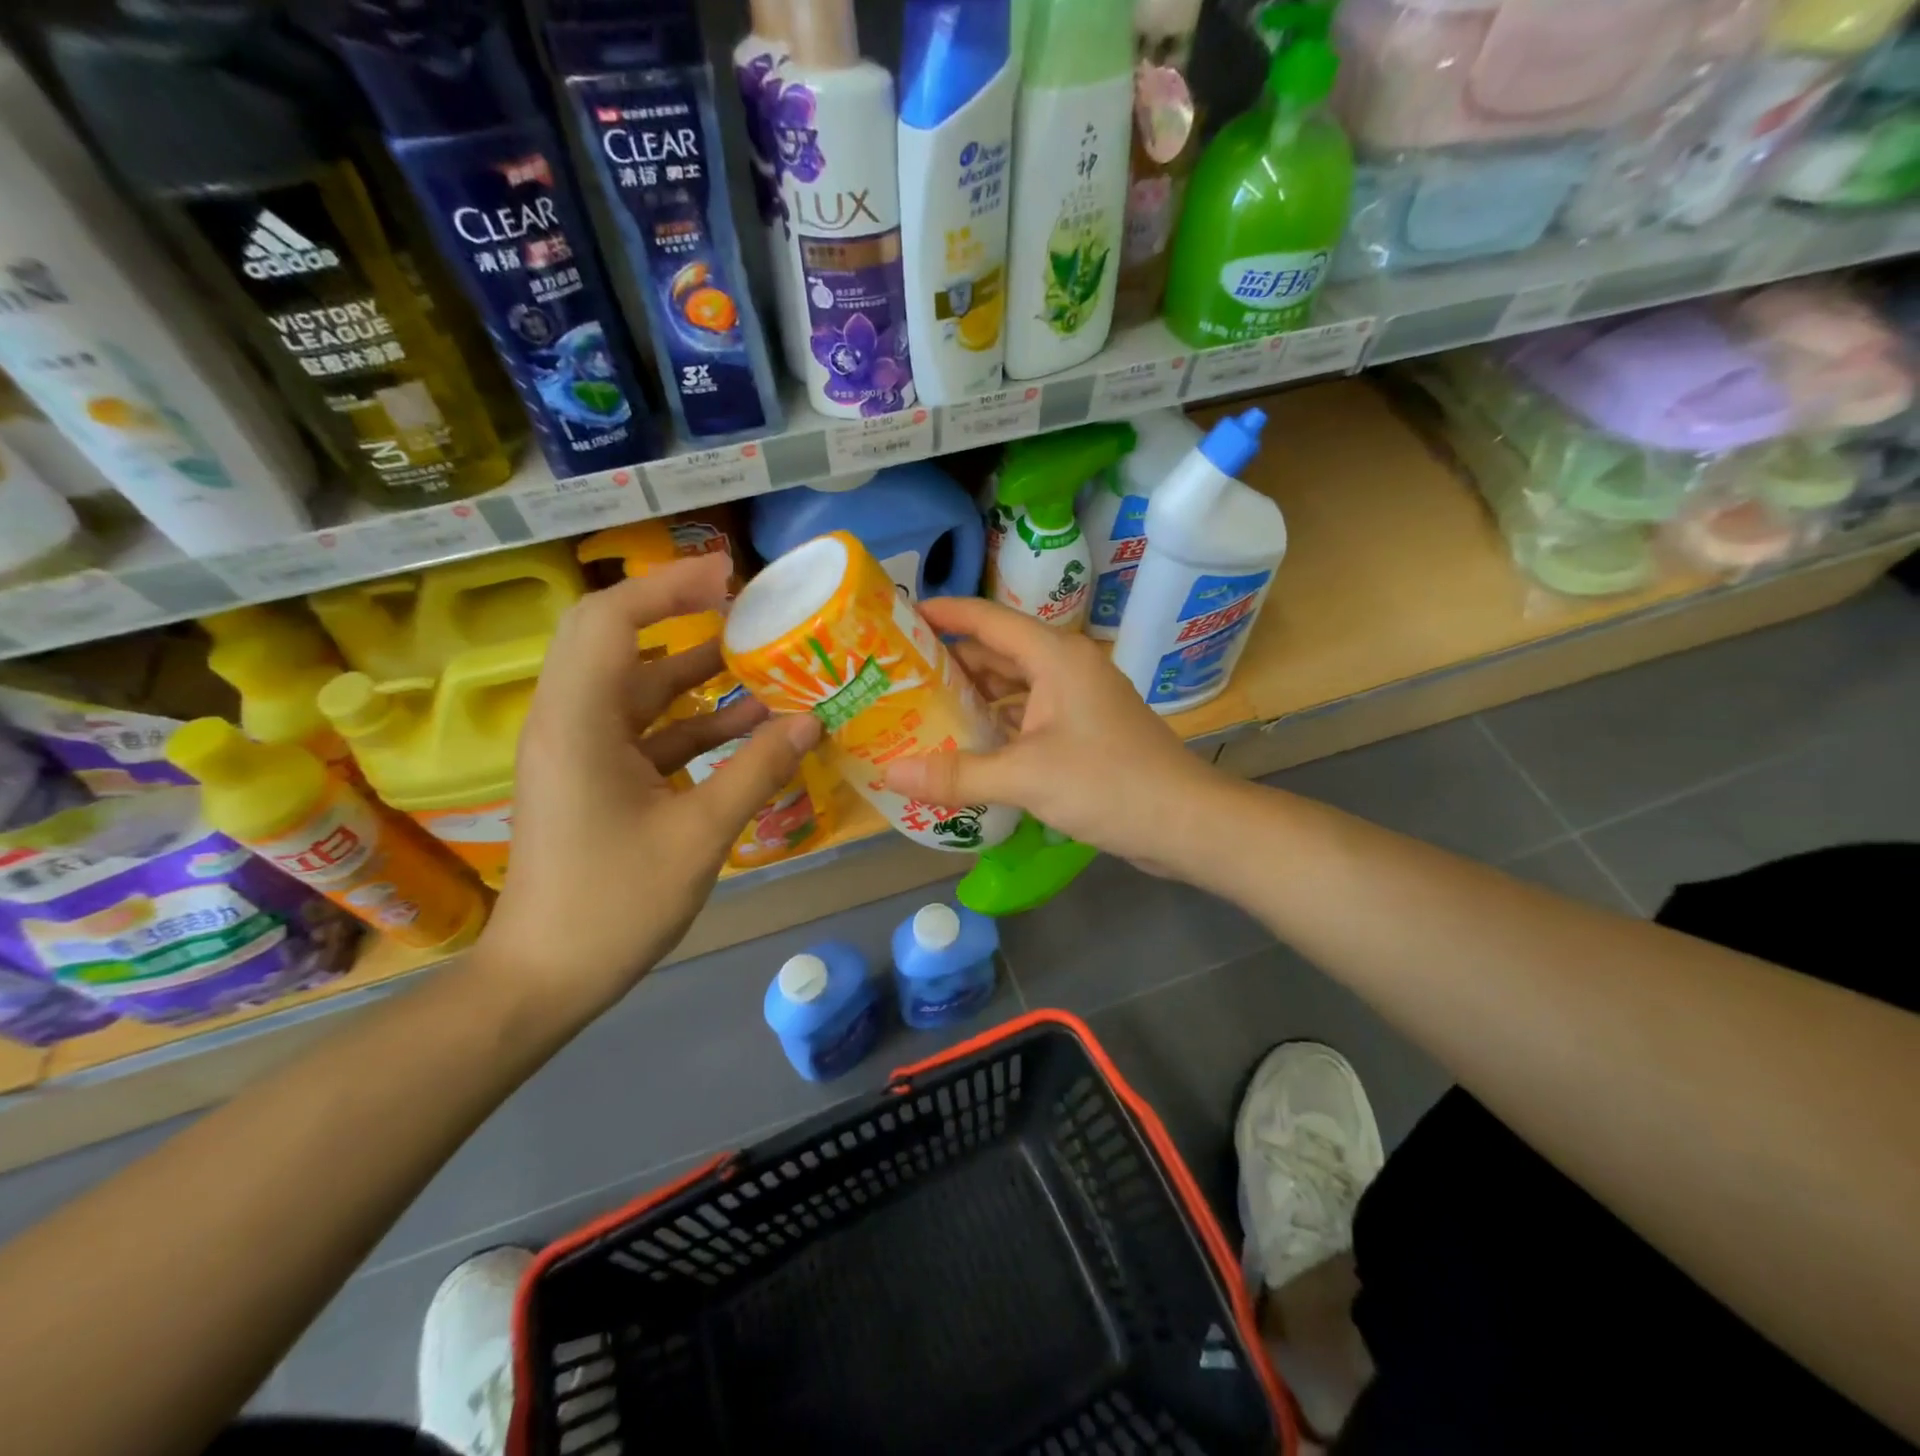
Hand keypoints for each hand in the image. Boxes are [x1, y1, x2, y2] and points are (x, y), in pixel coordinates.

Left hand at [477, 555, 822, 1017]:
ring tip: (762, 660)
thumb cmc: (615, 906)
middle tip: (744, 605)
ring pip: (638, 686)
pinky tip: (749, 726)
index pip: (612, 620)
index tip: (730, 575)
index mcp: (579, 723)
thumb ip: (757, 770)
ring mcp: (581, 750)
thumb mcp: (700, 836)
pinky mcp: (595, 777)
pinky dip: (693, 720)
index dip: (669, 586)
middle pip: (616, 639)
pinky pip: (647, 729)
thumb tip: (812, 721)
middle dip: (681, 615)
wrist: (546, 978)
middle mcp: (570, 722)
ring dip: (696, 671)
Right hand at [882, 597, 1222, 875]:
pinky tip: (967, 747)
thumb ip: (956, 775)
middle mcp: (1067, 669)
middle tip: (899, 675)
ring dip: (974, 698)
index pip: (988, 619)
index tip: (900, 616)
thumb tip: (890, 773)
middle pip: (998, 652)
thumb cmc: (1108, 783)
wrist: (1186, 822)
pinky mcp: (1085, 732)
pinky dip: (998, 726)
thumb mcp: (1025, 777)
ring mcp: (1078, 701)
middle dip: (950, 662)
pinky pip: (1029, 717)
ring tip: (921, 711)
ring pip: (1014, 688)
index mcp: (1055, 657)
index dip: (944, 613)